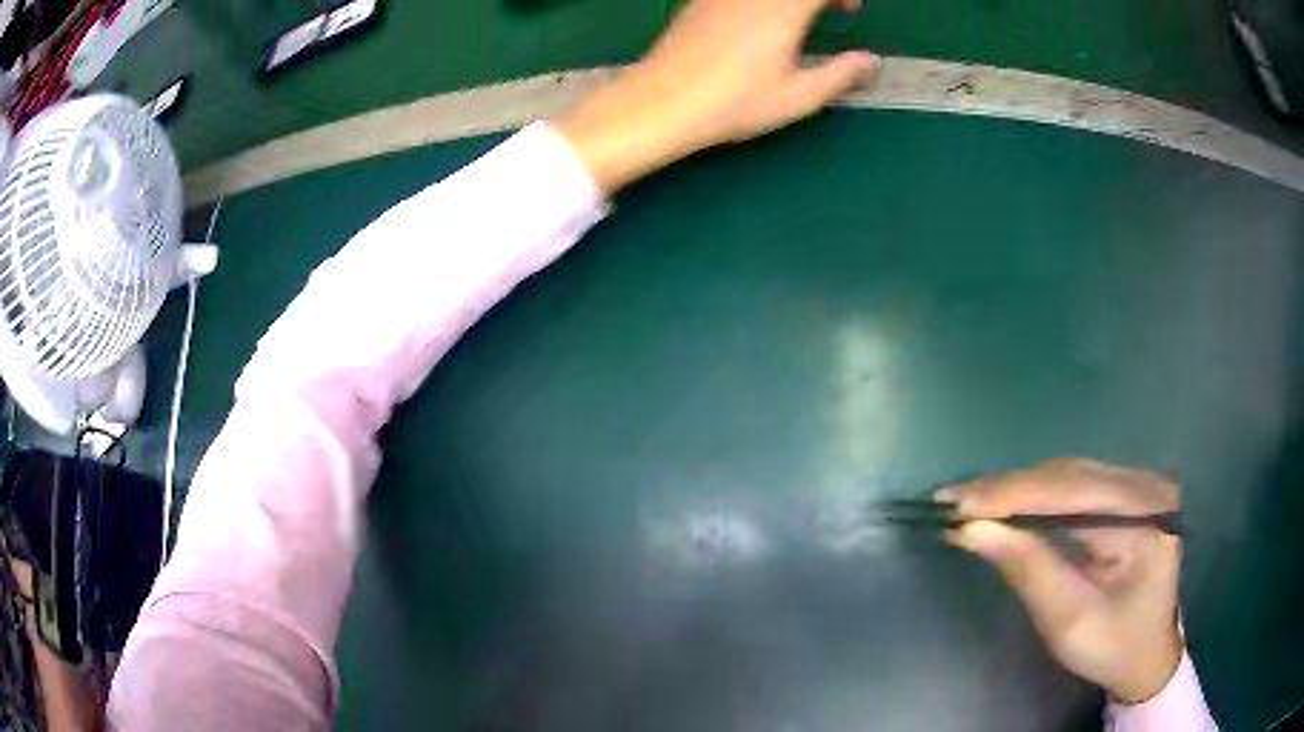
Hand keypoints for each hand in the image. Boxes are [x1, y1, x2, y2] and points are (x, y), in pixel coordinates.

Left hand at [556, 0, 879, 194]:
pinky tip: (755, 19)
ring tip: (793, 18)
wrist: (663, 101)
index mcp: (783, 8)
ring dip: (788, 0)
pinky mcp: (699, 1)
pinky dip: (760, 1)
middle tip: (826, 9)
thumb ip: (840, 75)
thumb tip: (870, 61)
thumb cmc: (734, 103)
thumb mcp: (798, 97)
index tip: (848, 11)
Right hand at [938, 459, 1184, 704]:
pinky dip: (1032, 497)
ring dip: (1015, 490)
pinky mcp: (1123, 495)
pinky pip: (1071, 486)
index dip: (1013, 496)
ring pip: (1066, 475)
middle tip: (951, 501)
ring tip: (968, 502)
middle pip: (1068, 475)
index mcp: (1146, 514)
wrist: (1146, 655)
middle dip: (1008, 490)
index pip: (1073, 491)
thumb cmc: (1112, 647)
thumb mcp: (1070, 621)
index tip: (958, 506)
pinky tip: (1003, 505)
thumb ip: (1028, 571)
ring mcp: (1136, 485)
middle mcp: (1144, 485)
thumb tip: (972, 530)